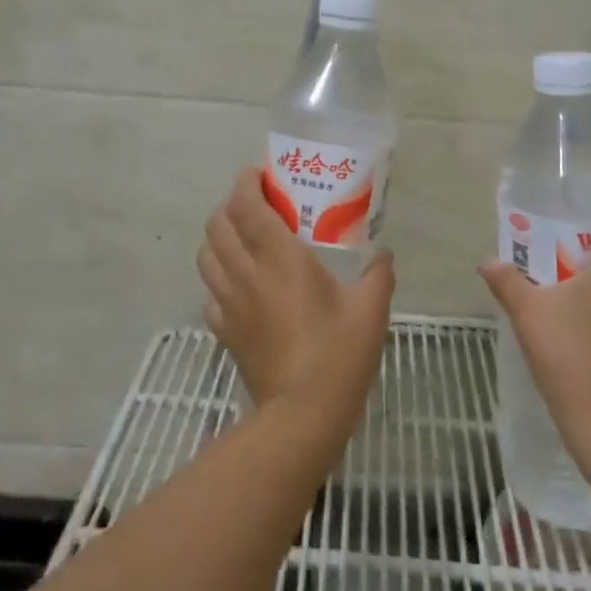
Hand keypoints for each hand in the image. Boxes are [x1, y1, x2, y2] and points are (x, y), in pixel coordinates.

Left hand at [197, 167, 394, 426]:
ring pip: (206, 256)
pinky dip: (217, 279)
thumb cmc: (339, 354)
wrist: (303, 414)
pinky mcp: (224, 331)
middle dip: (229, 206)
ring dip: (218, 238)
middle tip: (255, 206)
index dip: (246, 183)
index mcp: (279, 257)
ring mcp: (230, 303)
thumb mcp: (371, 309)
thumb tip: (384, 256)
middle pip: (218, 225)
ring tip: (241, 239)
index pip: (246, 205)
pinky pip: (209, 294)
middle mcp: (247, 272)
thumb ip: (378, 275)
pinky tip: (238, 285)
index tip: (259, 175)